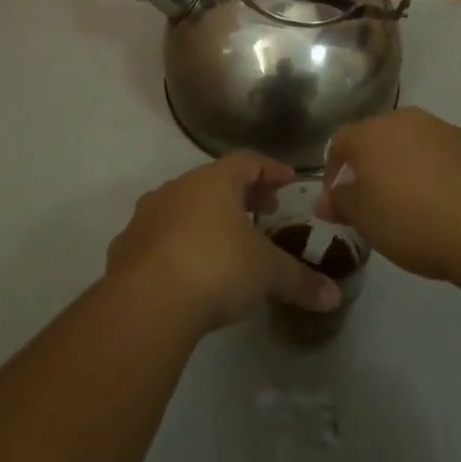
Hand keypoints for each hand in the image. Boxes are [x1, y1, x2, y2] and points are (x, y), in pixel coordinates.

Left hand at [106, 152, 341, 333]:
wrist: (146, 301)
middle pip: (214, 181)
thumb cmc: (216, 268)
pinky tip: (188, 269)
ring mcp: (148, 215)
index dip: (271, 168)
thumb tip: (334, 295)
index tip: (289, 179)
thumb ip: (300, 281)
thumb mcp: (267, 274)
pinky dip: (178, 244)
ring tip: (226, 241)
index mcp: (214, 181)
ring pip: (184, 206)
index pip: (248, 161)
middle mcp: (178, 187)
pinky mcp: (126, 245)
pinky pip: (159, 236)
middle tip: (263, 210)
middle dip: (241, 194)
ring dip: (206, 218)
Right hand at [318, 108, 460, 292]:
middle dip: (370, 168)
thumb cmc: (415, 223)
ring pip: (410, 145)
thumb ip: (342, 204)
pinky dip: (435, 174)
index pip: (339, 142)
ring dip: (403, 169)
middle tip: (373, 204)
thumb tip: (327, 199)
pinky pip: (441, 156)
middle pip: (376, 138)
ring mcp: (442, 129)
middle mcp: (404, 120)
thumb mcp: (367, 222)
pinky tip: (445, 206)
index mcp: (370, 133)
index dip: (333, 171)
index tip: (339, 202)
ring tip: (411, 207)